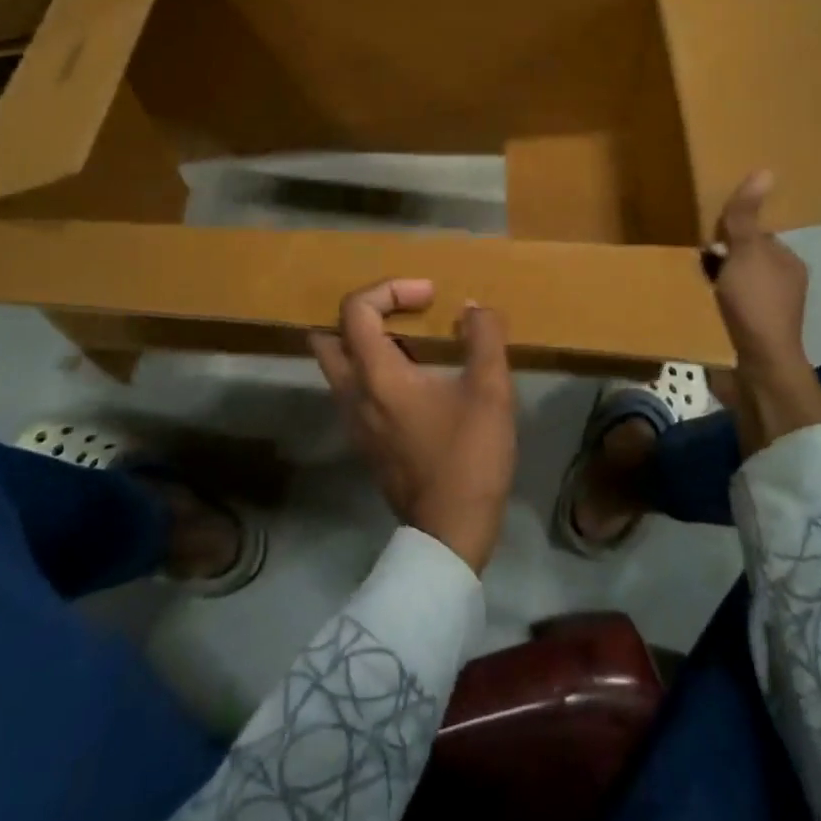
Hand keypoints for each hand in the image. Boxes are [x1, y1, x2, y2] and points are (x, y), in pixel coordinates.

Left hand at [309, 279, 517, 573]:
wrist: (450, 532)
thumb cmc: (468, 457)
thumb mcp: (490, 391)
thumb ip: (484, 338)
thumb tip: (473, 308)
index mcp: (376, 375)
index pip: (355, 309)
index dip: (390, 288)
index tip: (429, 296)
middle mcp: (352, 394)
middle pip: (330, 335)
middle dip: (365, 313)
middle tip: (406, 313)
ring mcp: (353, 421)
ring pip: (339, 365)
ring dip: (368, 343)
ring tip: (415, 343)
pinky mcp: (364, 441)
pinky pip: (354, 390)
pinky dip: (374, 371)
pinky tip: (416, 380)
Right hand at [712, 170, 820, 453]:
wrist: (755, 368)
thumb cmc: (755, 305)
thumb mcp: (747, 253)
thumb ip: (746, 217)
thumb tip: (764, 170)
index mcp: (787, 263)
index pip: (755, 235)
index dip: (730, 232)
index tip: (705, 233)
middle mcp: (779, 286)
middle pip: (739, 259)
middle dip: (716, 256)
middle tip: (689, 255)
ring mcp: (762, 312)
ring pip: (727, 284)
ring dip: (708, 281)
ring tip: (683, 277)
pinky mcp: (743, 333)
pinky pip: (720, 308)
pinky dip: (705, 303)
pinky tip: (688, 301)